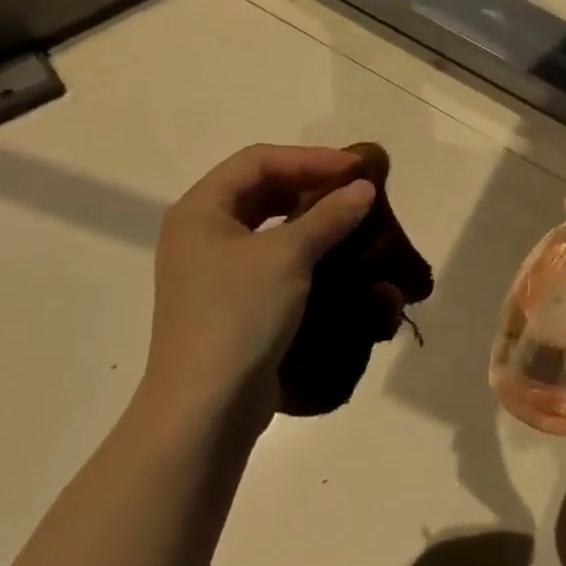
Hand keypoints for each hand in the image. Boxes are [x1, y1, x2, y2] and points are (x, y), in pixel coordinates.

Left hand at [141, 145, 374, 425]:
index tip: (356, 168)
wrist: (207, 407)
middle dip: (310, 182)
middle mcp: (201, 232)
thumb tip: (364, 189)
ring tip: (349, 215)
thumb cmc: (239, 315)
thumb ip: (328, 216)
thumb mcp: (288, 257)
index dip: (310, 158)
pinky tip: (333, 254)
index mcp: (201, 209)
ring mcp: (213, 268)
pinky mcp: (231, 298)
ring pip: (268, 223)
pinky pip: (271, 255)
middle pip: (261, 188)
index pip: (259, 161)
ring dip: (309, 215)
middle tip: (355, 187)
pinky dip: (303, 247)